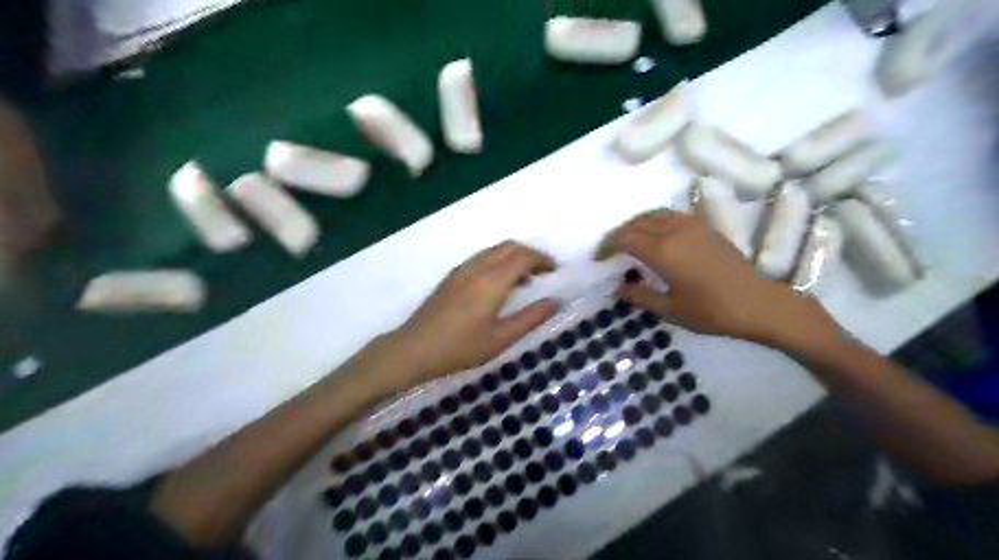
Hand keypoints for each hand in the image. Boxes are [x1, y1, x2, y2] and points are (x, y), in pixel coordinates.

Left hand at [364, 240, 558, 393]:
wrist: (413, 349)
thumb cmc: (460, 348)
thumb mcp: (500, 339)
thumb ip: (530, 318)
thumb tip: (555, 302)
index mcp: (492, 281)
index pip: (523, 257)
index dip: (543, 259)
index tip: (556, 270)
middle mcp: (477, 267)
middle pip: (510, 247)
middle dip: (530, 254)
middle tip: (545, 272)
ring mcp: (461, 270)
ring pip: (494, 250)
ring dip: (514, 256)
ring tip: (526, 278)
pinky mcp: (451, 276)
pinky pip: (482, 258)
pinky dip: (498, 261)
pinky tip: (500, 283)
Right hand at [592, 207, 837, 346]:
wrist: (759, 303)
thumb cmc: (712, 311)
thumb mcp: (670, 309)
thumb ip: (640, 295)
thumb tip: (618, 287)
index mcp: (663, 251)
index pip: (625, 239)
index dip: (607, 246)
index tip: (598, 258)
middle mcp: (674, 231)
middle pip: (637, 223)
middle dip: (619, 234)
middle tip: (610, 250)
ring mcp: (692, 225)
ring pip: (653, 215)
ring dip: (636, 225)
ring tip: (629, 241)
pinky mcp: (705, 226)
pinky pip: (671, 215)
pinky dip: (654, 221)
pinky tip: (655, 236)